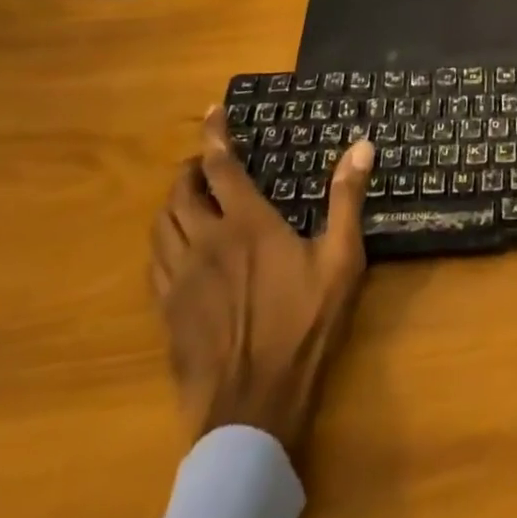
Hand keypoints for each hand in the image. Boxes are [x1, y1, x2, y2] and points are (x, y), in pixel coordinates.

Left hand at [149, 111, 374, 458]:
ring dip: (173, 201)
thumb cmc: (303, 326)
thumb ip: (346, 200)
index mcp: (246, 224)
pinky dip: (163, 239)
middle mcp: (205, 241)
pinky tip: (177, 247)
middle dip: (191, 168)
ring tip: (190, 197)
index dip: (215, 135)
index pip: (221, 166)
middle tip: (207, 162)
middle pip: (181, 192)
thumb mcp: (340, 261)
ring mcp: (180, 278)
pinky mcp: (167, 310)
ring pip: (161, 224)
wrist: (252, 406)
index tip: (212, 111)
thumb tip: (362, 146)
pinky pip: (155, 261)